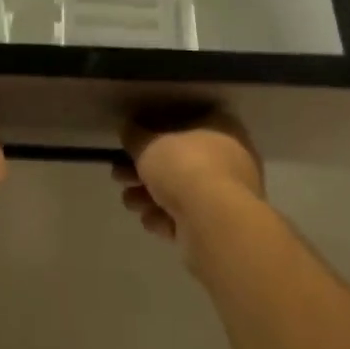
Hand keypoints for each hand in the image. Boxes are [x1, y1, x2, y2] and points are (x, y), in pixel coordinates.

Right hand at [113, 114, 263, 245]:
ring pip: (181, 191)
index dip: (154, 132)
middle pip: (179, 161)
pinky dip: (166, 218)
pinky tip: (149, 221)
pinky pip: (187, 217)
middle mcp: (230, 158)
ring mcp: (227, 194)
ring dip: (150, 196)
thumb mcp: (147, 143)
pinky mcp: (220, 226)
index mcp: (220, 127)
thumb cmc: (184, 166)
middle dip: (145, 170)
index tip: (132, 143)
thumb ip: (134, 135)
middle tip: (120, 175)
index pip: (184, 122)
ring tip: (129, 201)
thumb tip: (128, 129)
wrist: (213, 221)